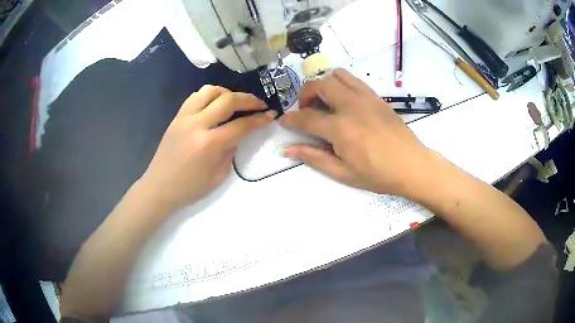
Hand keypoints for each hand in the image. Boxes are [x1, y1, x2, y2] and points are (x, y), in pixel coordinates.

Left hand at [140, 85, 274, 212]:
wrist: (159, 187)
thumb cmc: (190, 188)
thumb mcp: (219, 175)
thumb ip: (230, 151)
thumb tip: (236, 134)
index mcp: (210, 144)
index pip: (241, 125)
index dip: (259, 119)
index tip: (270, 115)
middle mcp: (197, 124)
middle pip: (227, 100)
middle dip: (248, 99)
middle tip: (259, 104)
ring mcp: (184, 118)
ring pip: (209, 91)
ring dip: (227, 92)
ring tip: (234, 102)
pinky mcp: (177, 117)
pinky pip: (195, 97)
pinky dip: (209, 96)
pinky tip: (214, 105)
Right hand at [281, 69, 432, 197]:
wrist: (412, 165)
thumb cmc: (378, 174)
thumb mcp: (343, 173)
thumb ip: (314, 157)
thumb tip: (288, 150)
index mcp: (340, 128)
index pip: (306, 117)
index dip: (291, 119)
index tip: (285, 121)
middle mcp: (351, 106)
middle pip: (319, 84)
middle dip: (305, 94)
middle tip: (307, 110)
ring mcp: (366, 98)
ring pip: (337, 75)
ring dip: (324, 84)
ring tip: (325, 102)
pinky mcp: (377, 97)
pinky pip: (354, 80)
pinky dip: (342, 84)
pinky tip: (344, 103)